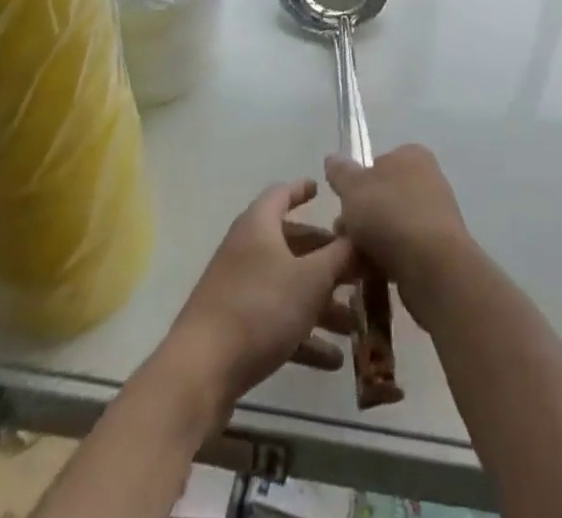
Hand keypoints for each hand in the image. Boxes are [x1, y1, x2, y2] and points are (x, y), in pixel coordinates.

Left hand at [165, 179, 356, 411]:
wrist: (200, 373)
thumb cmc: (260, 308)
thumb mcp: (311, 279)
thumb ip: (340, 256)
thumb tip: (361, 237)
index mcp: (259, 225)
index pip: (282, 194)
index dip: (303, 190)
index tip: (322, 190)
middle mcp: (247, 250)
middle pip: (292, 244)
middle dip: (326, 258)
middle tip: (357, 268)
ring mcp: (238, 290)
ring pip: (288, 286)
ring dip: (321, 303)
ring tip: (354, 324)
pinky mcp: (235, 328)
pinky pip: (277, 321)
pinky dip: (303, 334)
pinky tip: (332, 360)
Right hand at [325, 145, 475, 329]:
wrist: (432, 265)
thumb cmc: (389, 214)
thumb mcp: (353, 187)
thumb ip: (341, 172)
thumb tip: (333, 158)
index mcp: (411, 155)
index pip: (377, 164)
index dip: (356, 184)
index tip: (342, 205)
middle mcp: (428, 179)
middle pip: (382, 198)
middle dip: (359, 219)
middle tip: (343, 237)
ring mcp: (435, 215)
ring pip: (391, 226)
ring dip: (369, 243)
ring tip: (354, 261)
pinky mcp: (438, 248)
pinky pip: (404, 250)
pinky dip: (387, 261)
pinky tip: (371, 275)